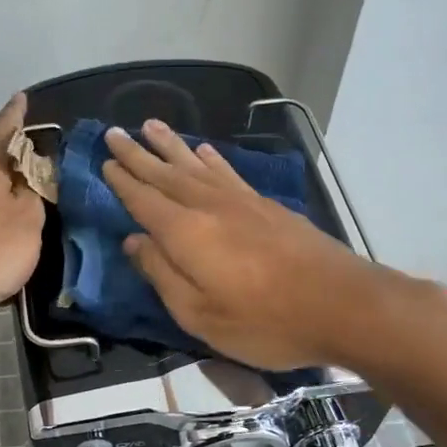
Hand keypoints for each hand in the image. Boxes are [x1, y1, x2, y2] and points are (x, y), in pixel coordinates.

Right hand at [101, 119, 381, 369]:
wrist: (342, 304)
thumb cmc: (265, 321)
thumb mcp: (200, 314)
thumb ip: (162, 274)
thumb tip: (133, 240)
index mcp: (186, 233)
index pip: (143, 200)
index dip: (122, 181)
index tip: (104, 161)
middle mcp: (209, 206)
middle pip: (165, 174)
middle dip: (138, 154)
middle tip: (115, 132)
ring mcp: (241, 202)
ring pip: (196, 165)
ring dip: (171, 146)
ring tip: (151, 126)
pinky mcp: (266, 206)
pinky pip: (229, 172)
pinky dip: (212, 160)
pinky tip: (206, 151)